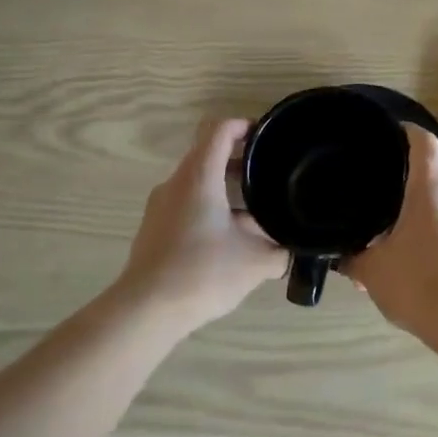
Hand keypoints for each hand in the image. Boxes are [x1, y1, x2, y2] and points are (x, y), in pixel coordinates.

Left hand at [115, 118, 285, 334]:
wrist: (145, 311)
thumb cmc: (202, 273)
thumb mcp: (255, 262)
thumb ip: (281, 251)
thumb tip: (292, 249)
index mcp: (199, 177)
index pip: (219, 130)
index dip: (244, 125)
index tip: (266, 136)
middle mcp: (176, 183)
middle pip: (208, 154)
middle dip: (240, 160)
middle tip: (269, 174)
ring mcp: (160, 206)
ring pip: (198, 182)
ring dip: (226, 188)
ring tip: (254, 212)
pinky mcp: (154, 229)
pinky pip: (186, 204)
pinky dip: (210, 208)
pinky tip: (229, 239)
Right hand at [347, 126, 437, 343]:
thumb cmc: (417, 282)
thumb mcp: (372, 270)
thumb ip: (351, 256)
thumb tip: (337, 252)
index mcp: (431, 187)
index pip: (423, 141)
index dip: (405, 130)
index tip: (385, 131)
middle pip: (434, 167)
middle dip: (409, 169)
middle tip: (378, 178)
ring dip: (420, 199)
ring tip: (390, 216)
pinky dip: (430, 221)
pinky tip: (408, 246)